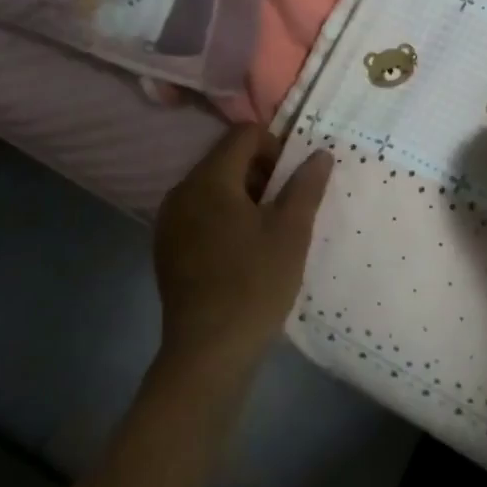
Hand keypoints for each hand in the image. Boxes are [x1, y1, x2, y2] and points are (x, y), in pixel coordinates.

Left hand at [153, 126, 333, 372]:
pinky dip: (223, 217)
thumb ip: (306, 185)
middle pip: (226, 158)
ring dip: (243, 196)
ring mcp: (169, 221)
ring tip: (267, 231)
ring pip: (213, 187)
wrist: (208, 352)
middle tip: (285, 208)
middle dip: (260, 173)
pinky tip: (242, 251)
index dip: (275, 147)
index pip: (243, 135)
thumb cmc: (255, 284)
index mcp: (209, 179)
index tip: (292, 182)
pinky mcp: (166, 247)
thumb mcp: (291, 231)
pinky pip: (199, 213)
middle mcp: (182, 191)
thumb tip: (320, 153)